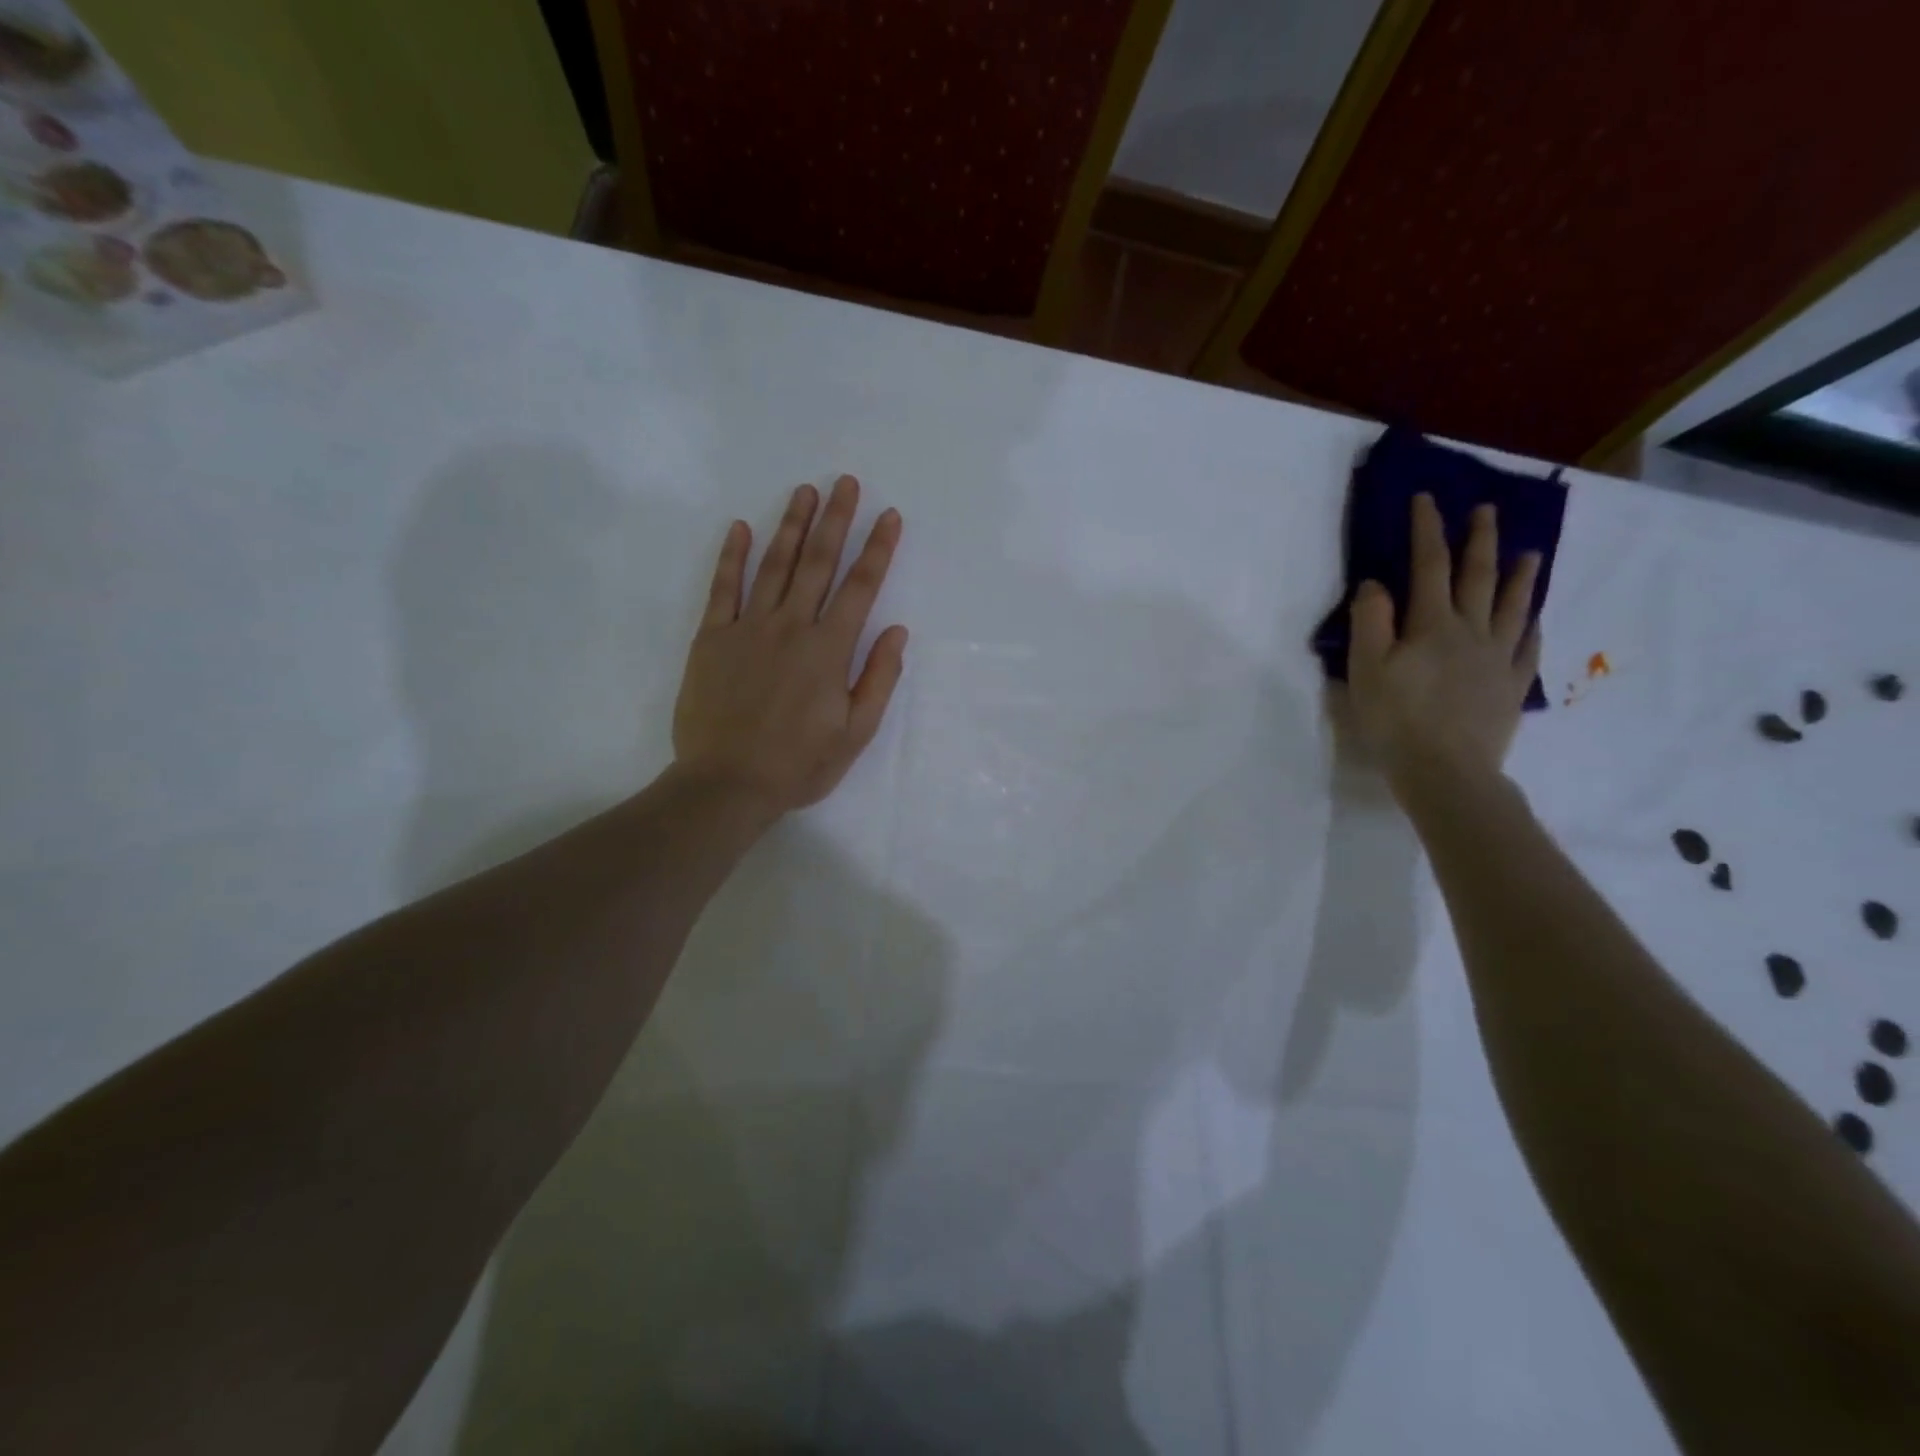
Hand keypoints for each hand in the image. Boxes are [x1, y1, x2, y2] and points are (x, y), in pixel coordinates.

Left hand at [673, 476, 908, 816]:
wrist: (727, 784)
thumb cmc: (798, 765)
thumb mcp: (855, 733)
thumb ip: (878, 679)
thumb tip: (897, 632)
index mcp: (829, 649)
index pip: (860, 588)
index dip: (878, 549)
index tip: (889, 516)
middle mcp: (791, 626)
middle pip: (818, 563)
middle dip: (836, 520)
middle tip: (845, 482)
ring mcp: (748, 628)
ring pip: (774, 565)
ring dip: (792, 526)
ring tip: (805, 492)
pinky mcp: (712, 638)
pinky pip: (723, 588)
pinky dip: (731, 557)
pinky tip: (740, 528)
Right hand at [1347, 494, 1541, 793]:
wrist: (1446, 771)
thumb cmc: (1396, 719)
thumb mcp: (1366, 668)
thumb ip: (1370, 621)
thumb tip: (1377, 583)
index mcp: (1432, 624)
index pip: (1429, 565)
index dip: (1427, 529)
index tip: (1428, 499)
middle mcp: (1471, 631)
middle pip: (1478, 577)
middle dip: (1479, 540)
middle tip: (1487, 509)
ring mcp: (1498, 659)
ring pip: (1512, 607)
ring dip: (1519, 576)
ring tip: (1530, 552)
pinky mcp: (1511, 687)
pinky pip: (1527, 648)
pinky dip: (1530, 627)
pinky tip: (1534, 619)